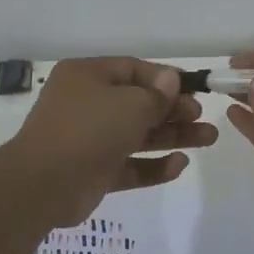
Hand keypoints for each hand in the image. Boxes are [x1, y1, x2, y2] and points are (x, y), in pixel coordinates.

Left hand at [5, 58, 217, 227]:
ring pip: (138, 135)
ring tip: (209, 139)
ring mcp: (89, 139)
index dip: (165, 80)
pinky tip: (180, 165)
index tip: (194, 91)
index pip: (133, 70)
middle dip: (174, 111)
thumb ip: (156, 95)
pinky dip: (153, 165)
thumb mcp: (131, 104)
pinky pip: (129, 165)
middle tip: (202, 117)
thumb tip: (171, 80)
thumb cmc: (89, 130)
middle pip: (138, 104)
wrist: (44, 184)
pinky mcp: (94, 171)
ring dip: (172, 137)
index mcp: (88, 76)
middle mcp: (87, 104)